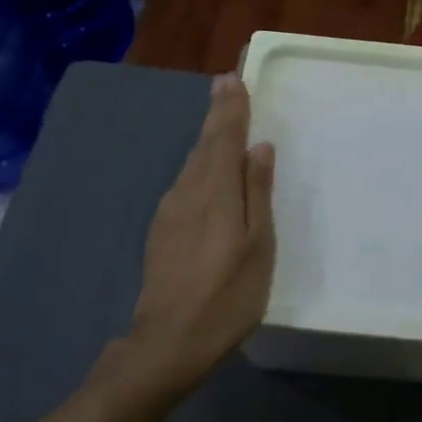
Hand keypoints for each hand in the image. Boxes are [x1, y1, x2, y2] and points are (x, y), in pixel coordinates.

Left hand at [119, 75, 275, 391]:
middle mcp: (187, 192)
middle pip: (204, 145)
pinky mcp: (162, 230)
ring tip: (221, 117)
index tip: (233, 79)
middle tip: (225, 84)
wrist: (168, 342)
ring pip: (192, 162)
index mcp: (215, 192)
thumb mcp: (258, 246)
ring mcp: (169, 211)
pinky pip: (186, 182)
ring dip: (208, 137)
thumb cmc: (227, 295)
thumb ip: (258, 193)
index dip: (231, 109)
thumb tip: (259, 147)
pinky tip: (207, 168)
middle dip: (217, 114)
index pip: (224, 139)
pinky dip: (200, 164)